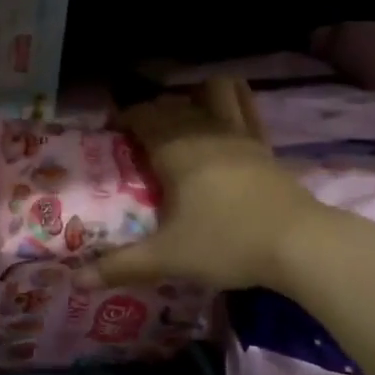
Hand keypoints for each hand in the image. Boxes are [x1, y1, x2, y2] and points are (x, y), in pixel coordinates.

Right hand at [92, 77, 327, 292]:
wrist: (299, 244)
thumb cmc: (226, 244)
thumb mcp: (168, 258)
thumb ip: (121, 266)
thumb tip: (75, 281)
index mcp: (174, 151)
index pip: (142, 116)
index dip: (124, 117)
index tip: (113, 130)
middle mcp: (202, 132)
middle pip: (170, 105)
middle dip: (151, 111)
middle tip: (139, 135)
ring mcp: (237, 134)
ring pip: (210, 92)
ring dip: (192, 95)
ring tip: (182, 115)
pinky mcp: (263, 143)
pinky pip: (245, 104)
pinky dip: (231, 96)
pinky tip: (223, 106)